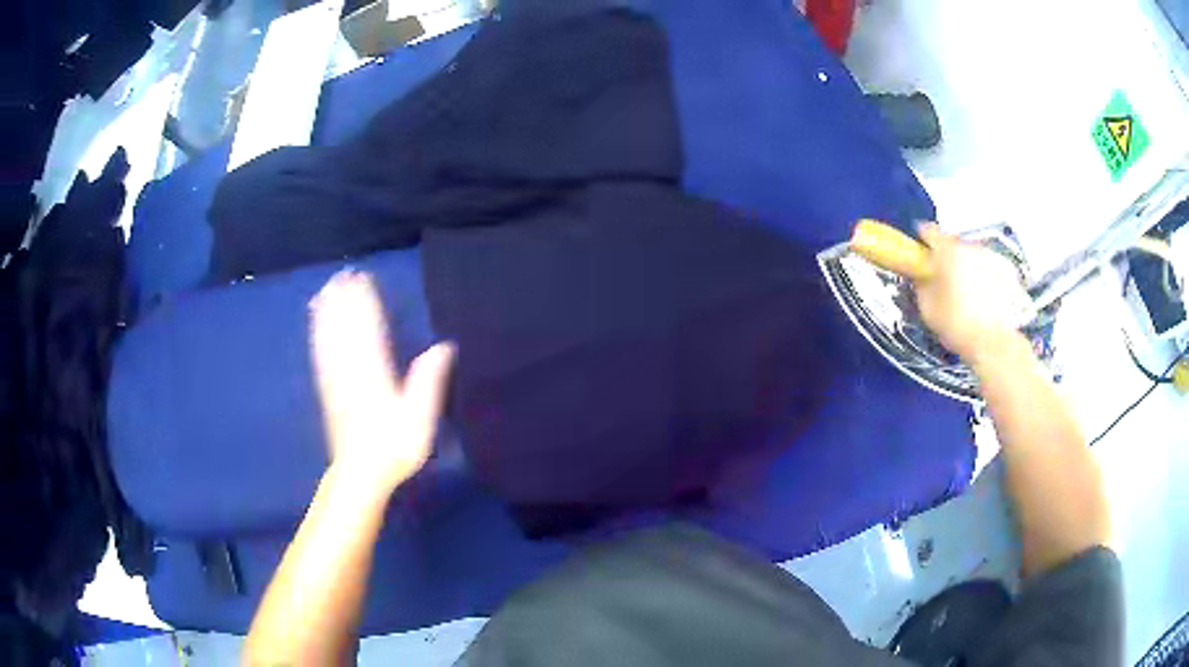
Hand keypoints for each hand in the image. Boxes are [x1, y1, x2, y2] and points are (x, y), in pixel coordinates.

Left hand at [309, 270, 455, 496]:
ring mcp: (336, 381)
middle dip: (345, 301)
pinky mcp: (327, 392)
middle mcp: (352, 372)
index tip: (364, 279)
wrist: (359, 475)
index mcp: (375, 375)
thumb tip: (444, 346)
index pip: (369, 330)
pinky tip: (316, 325)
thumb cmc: (394, 448)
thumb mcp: (419, 420)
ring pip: (330, 339)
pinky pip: (321, 356)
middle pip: (347, 330)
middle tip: (344, 273)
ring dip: (329, 313)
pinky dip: (318, 335)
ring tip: (327, 289)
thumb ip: (428, 382)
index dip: (366, 303)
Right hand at [914, 224, 1030, 363]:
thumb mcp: (927, 308)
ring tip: (968, 291)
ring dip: (968, 265)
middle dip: (948, 257)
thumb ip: (922, 284)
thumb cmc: (956, 325)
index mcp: (947, 251)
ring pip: (974, 255)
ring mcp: (991, 256)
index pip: (929, 231)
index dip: (922, 240)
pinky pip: (990, 266)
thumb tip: (921, 274)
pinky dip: (986, 275)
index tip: (920, 251)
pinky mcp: (1008, 270)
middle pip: (954, 243)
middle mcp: (970, 246)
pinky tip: (985, 296)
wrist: (994, 342)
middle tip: (945, 278)